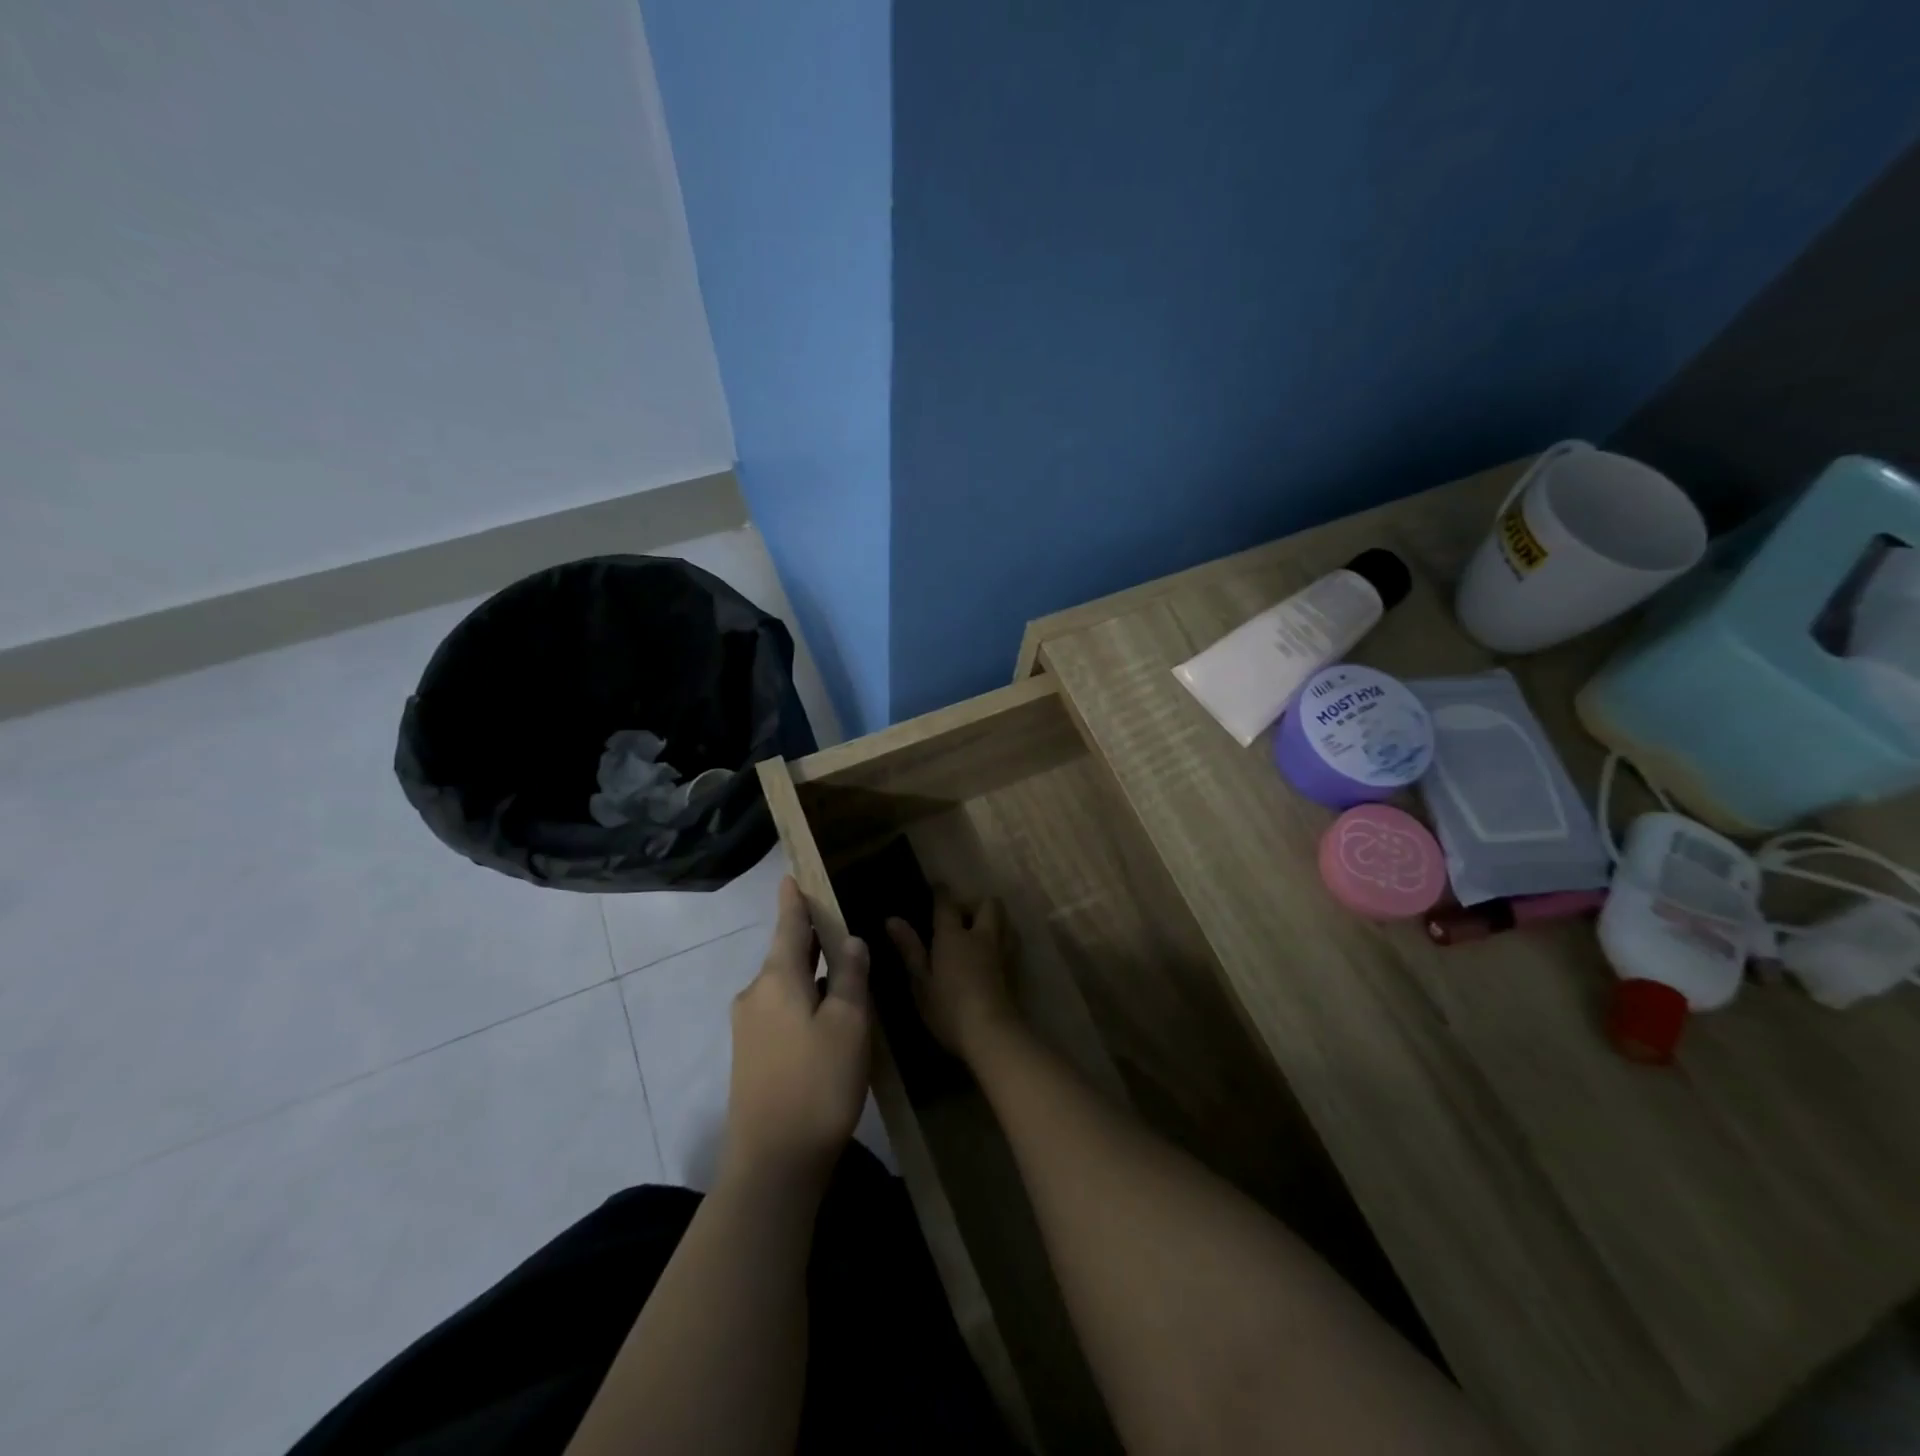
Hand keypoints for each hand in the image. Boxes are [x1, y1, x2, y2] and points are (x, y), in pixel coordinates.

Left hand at [723, 877, 871, 1187]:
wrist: (772, 1164)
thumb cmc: (817, 1083)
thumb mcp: (848, 1024)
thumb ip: (850, 976)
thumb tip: (850, 940)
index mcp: (777, 978)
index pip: (788, 925)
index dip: (793, 899)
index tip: (791, 875)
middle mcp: (755, 994)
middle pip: (785, 953)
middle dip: (809, 938)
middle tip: (837, 922)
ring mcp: (748, 1027)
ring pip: (784, 984)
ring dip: (810, 973)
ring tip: (841, 969)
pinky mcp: (751, 1056)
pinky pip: (780, 1010)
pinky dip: (803, 1000)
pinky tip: (826, 1015)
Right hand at [886, 889, 1018, 1062]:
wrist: (993, 1034)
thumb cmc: (948, 1009)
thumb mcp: (921, 982)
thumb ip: (909, 949)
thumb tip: (892, 919)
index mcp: (954, 935)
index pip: (947, 902)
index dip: (941, 892)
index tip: (937, 888)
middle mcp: (982, 935)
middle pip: (987, 903)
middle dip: (975, 904)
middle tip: (961, 918)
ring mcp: (1004, 951)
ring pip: (1005, 920)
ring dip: (994, 921)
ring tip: (980, 935)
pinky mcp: (1017, 969)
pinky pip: (1012, 942)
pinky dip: (1003, 941)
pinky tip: (994, 957)